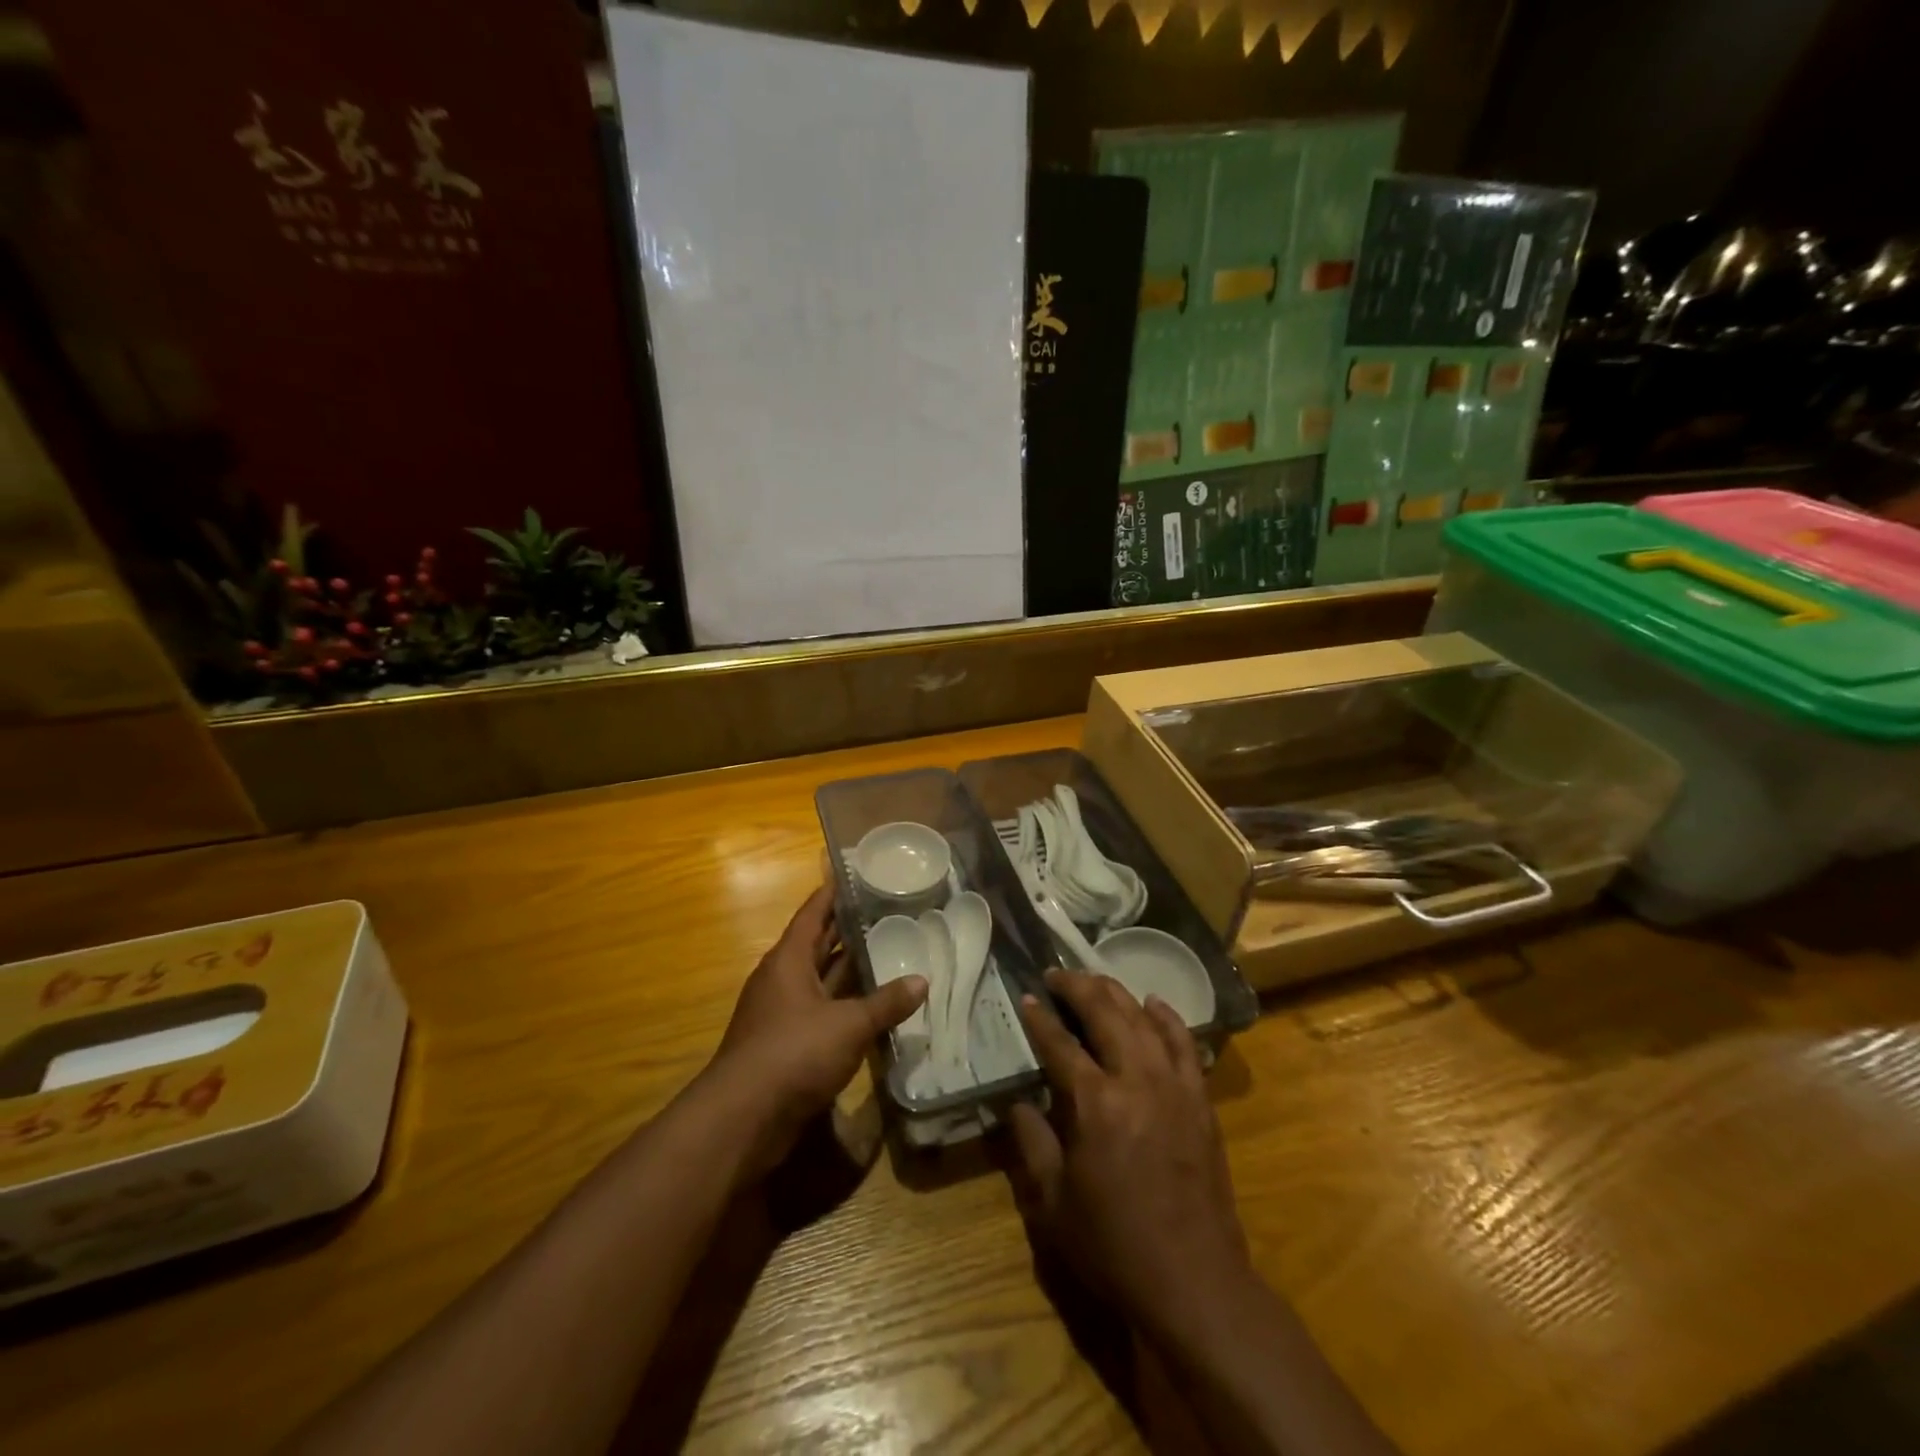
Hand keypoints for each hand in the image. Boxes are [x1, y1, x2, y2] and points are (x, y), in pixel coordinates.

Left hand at [707, 885, 925, 1179]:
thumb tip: (922, 981)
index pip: (813, 913)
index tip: (854, 874)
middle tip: (886, 913)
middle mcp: (782, 980)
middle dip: (848, 931)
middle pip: (818, 945)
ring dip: (850, 972)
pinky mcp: (786, 1045)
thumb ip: (886, 1003)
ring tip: (889, 954)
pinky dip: (846, 1007)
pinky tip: (874, 1009)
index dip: (832, 893)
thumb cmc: (794, 1052)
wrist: (743, 1118)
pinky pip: (821, 1013)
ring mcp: (782, 1014)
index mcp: (788, 960)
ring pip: (822, 982)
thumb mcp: (848, 1024)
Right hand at [1006, 969, 1251, 1340]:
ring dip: (1116, 993)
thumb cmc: (1114, 1245)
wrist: (1194, 1281)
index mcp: (1095, 1103)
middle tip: (1056, 974)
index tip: (1025, 996)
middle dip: (1076, 987)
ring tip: (1095, 980)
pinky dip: (1167, 1017)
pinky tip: (1153, 1003)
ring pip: (1143, 1019)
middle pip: (1105, 1013)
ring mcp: (1174, 1085)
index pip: (1060, 1043)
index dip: (1039, 1017)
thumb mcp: (1054, 1203)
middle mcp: (1136, 1080)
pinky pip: (1184, 1043)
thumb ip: (1032, 1142)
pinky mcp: (1200, 1099)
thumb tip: (1017, 1102)